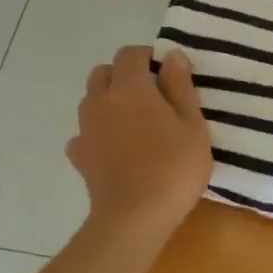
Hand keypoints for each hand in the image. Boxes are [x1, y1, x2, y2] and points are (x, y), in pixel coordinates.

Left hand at [67, 47, 212, 245]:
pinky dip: (98, 134)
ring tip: (136, 123)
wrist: (135, 217)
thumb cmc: (173, 167)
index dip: (148, 58)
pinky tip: (115, 150)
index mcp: (130, 88)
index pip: (130, 54)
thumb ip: (180, 86)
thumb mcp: (192, 125)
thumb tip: (171, 56)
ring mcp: (85, 129)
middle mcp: (100, 101)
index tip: (168, 74)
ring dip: (110, 102)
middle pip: (104, 73)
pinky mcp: (80, 156)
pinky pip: (85, 133)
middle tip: (153, 97)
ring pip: (92, 100)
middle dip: (125, 76)